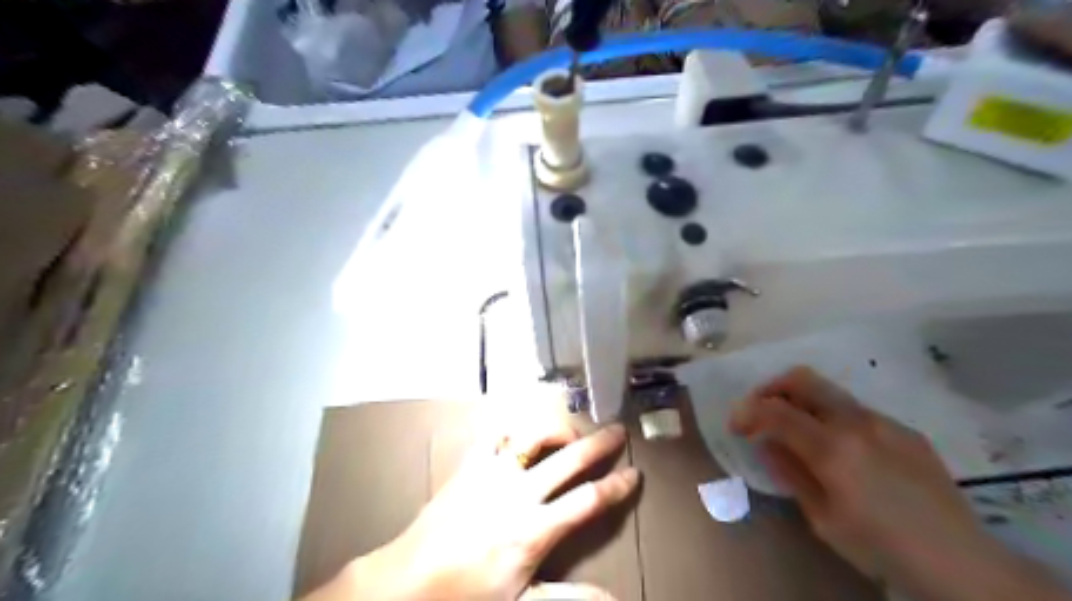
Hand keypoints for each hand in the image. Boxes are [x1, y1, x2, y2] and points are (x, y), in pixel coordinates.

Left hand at [301, 419, 634, 600]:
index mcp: (534, 529)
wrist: (407, 583)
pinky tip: (520, 430)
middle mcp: (519, 493)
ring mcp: (492, 474)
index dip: (616, 487)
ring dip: (556, 429)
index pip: (588, 501)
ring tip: (570, 432)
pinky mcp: (470, 466)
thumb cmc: (466, 596)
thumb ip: (569, 599)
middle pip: (569, 460)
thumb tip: (613, 598)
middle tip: (618, 431)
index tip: (634, 474)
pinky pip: (493, 435)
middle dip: (599, 445)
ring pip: (533, 437)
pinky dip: (510, 428)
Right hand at [728, 367, 1071, 599]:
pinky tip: (840, 447)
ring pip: (830, 391)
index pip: (775, 411)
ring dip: (802, 401)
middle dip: (771, 388)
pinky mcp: (905, 430)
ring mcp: (884, 422)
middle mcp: (857, 422)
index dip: (747, 412)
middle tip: (760, 410)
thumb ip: (791, 474)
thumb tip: (767, 444)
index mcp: (832, 448)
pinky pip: (857, 411)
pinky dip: (832, 417)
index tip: (735, 425)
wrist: (961, 562)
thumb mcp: (823, 519)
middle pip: (802, 379)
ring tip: (796, 428)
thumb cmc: (881, 546)